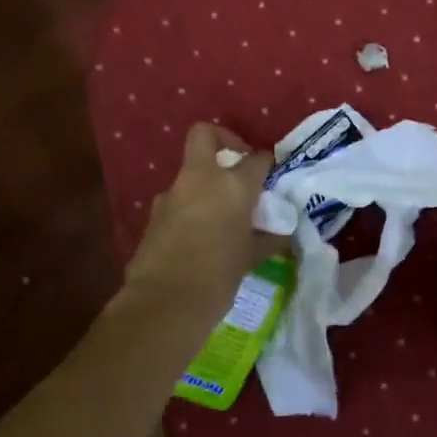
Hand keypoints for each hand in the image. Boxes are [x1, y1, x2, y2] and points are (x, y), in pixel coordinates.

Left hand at [123, 123, 274, 316]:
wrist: (165, 302)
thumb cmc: (218, 276)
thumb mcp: (250, 257)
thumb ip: (267, 239)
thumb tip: (282, 234)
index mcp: (233, 185)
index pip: (256, 158)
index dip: (266, 162)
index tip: (271, 172)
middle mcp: (201, 179)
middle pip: (205, 135)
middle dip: (222, 140)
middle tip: (237, 165)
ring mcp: (172, 194)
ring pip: (190, 172)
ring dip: (204, 182)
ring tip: (221, 211)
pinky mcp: (154, 214)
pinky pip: (176, 201)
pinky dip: (189, 208)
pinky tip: (200, 234)